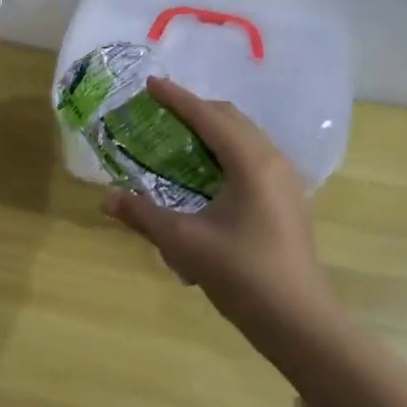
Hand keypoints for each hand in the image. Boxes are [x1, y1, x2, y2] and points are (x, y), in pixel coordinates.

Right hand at [101, 77, 328, 312]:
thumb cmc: (242, 275)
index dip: (176, 98)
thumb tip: (106, 199)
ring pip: (246, 136)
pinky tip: (209, 170)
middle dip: (195, 108)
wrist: (300, 322)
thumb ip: (143, 215)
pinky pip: (255, 155)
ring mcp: (286, 180)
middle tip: (161, 110)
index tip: (149, 84)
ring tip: (181, 135)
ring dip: (213, 127)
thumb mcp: (184, 243)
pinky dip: (228, 148)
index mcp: (250, 162)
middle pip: (231, 118)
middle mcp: (272, 161)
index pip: (208, 117)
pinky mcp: (289, 198)